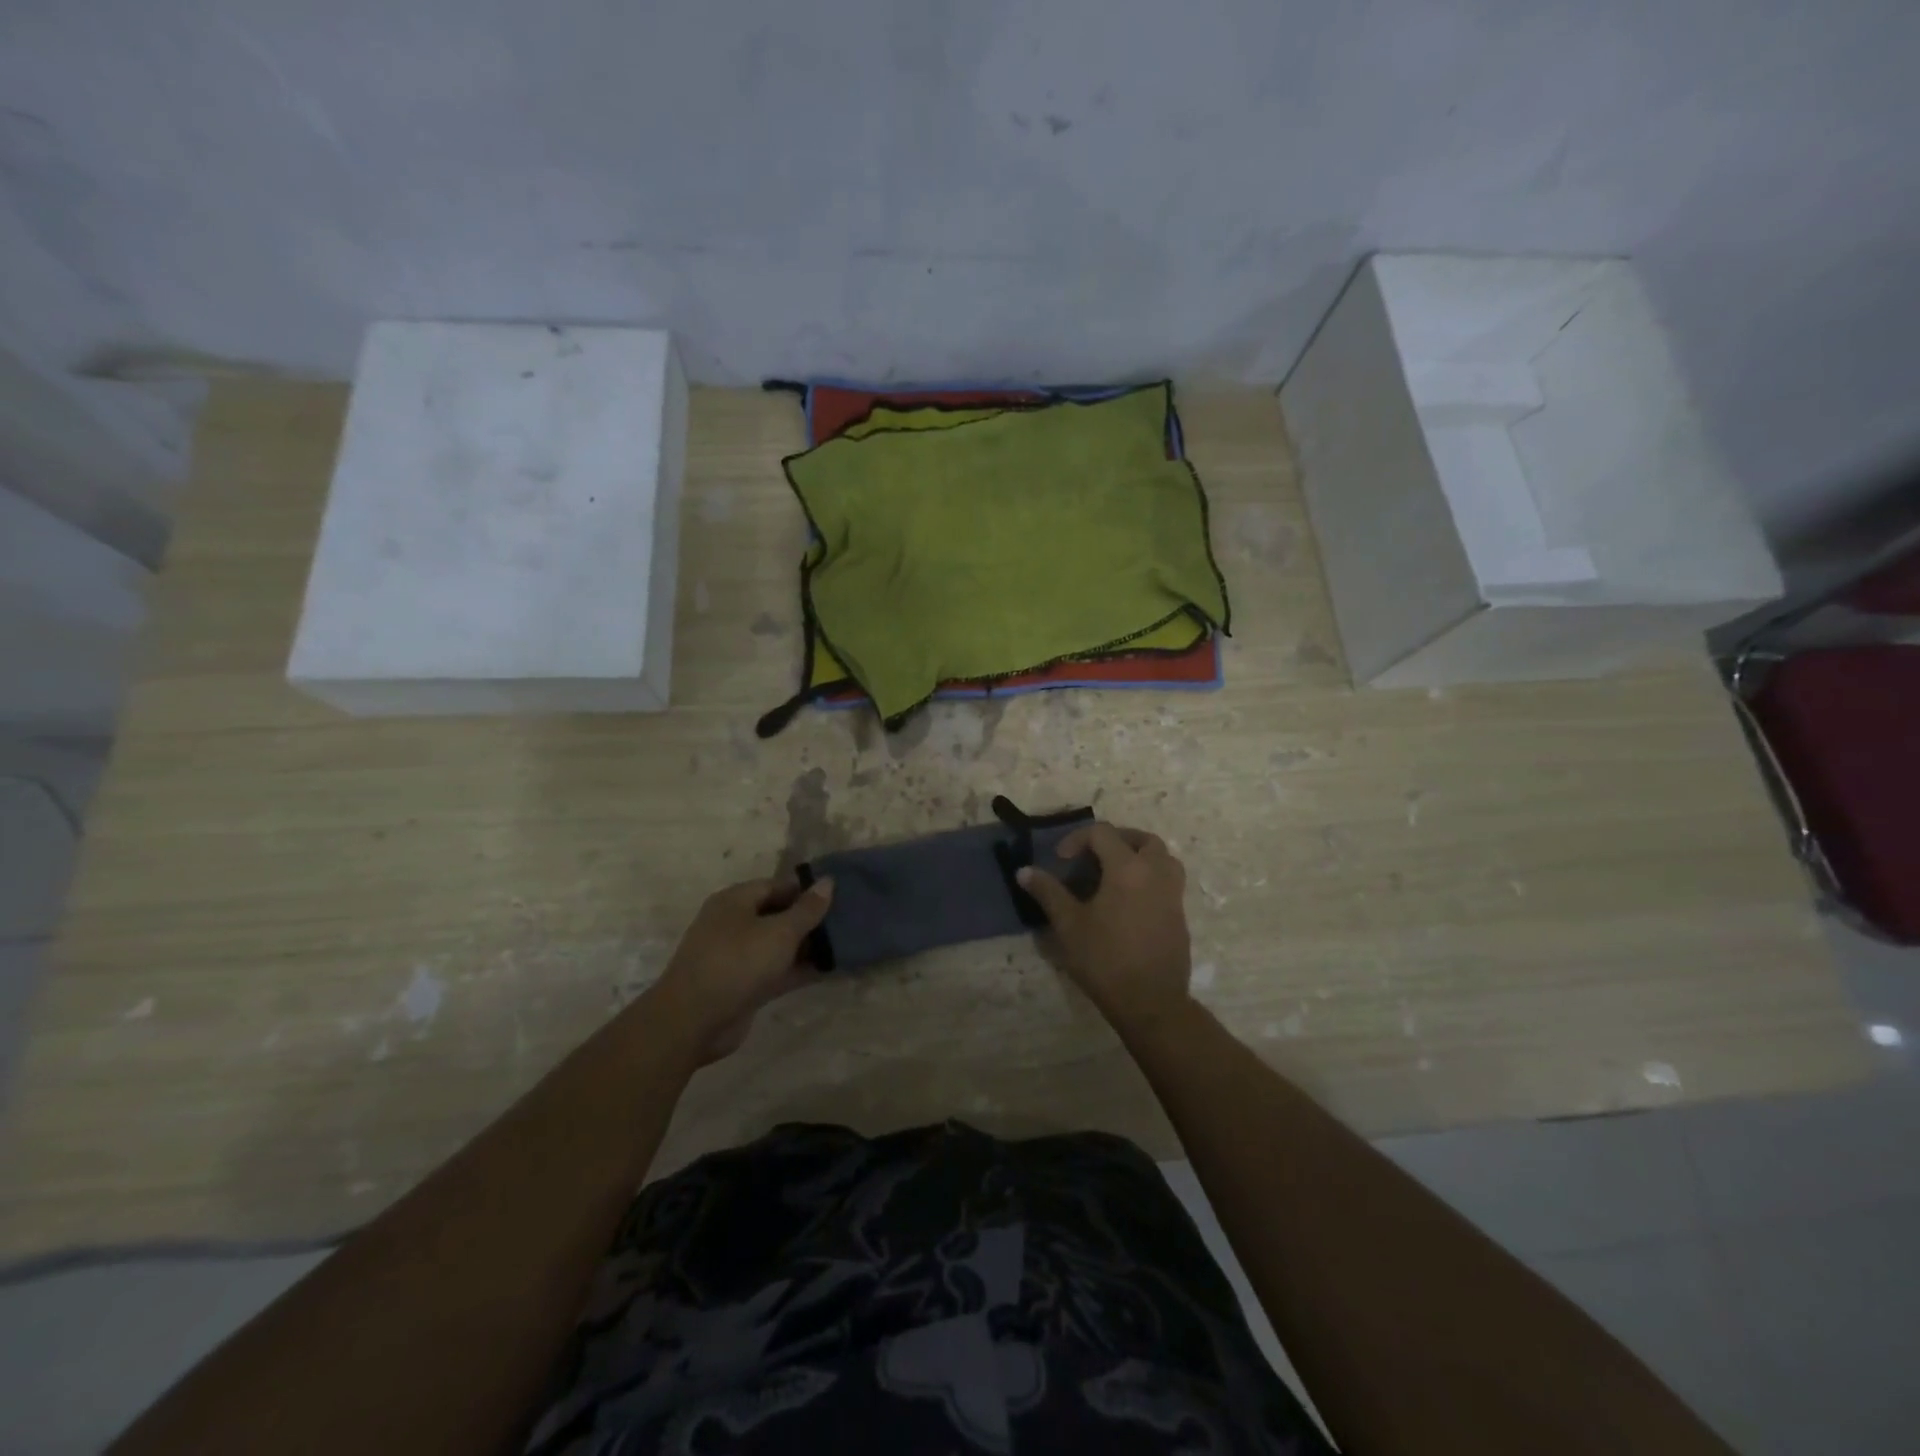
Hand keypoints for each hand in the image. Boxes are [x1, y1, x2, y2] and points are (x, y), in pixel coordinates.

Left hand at [645, 874, 833, 1062]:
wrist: (693, 1021)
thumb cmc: (737, 963)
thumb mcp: (779, 932)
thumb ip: (807, 909)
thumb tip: (828, 881)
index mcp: (735, 901)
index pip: (777, 885)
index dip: (806, 889)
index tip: (838, 895)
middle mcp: (734, 924)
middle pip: (778, 914)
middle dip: (810, 919)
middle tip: (846, 920)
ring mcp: (737, 957)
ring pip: (779, 945)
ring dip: (807, 946)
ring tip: (845, 944)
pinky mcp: (744, 985)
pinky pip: (777, 970)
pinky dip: (800, 969)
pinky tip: (830, 969)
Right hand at [1017, 823, 1192, 1029]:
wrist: (1151, 1002)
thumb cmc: (1105, 959)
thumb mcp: (1068, 924)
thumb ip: (1048, 892)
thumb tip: (1024, 871)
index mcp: (1127, 868)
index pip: (1103, 833)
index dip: (1077, 839)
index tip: (1061, 861)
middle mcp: (1156, 872)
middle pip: (1141, 839)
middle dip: (1114, 840)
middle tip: (1093, 857)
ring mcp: (1173, 893)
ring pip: (1162, 857)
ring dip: (1138, 855)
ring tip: (1114, 873)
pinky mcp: (1180, 914)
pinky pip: (1167, 880)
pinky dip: (1149, 877)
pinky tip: (1128, 901)